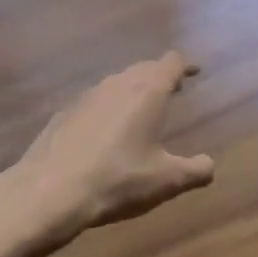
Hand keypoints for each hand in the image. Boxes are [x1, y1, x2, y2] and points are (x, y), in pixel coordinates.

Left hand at [0, 53, 214, 252]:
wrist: (48, 192)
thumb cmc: (116, 181)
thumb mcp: (165, 181)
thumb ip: (195, 170)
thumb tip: (209, 165)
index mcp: (146, 92)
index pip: (170, 64)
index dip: (184, 65)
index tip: (194, 71)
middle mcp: (117, 85)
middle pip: (143, 68)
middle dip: (159, 75)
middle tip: (172, 88)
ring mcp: (86, 97)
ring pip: (116, 83)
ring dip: (132, 90)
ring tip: (140, 108)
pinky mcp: (63, 114)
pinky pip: (94, 102)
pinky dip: (107, 108)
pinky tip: (104, 132)